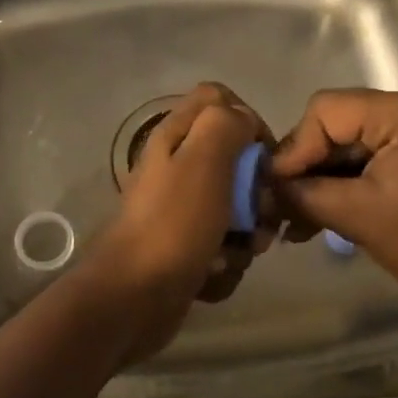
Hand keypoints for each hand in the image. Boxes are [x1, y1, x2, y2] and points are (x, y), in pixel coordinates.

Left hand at [99, 83, 275, 310]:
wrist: (134, 297)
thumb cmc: (173, 223)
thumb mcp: (203, 159)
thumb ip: (226, 124)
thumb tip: (243, 119)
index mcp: (176, 136)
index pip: (219, 100)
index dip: (247, 120)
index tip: (264, 155)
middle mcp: (177, 167)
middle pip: (234, 159)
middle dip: (256, 190)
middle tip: (260, 214)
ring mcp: (181, 210)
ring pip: (235, 207)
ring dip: (247, 233)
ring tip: (239, 251)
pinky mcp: (186, 247)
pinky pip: (224, 245)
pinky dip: (226, 261)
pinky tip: (215, 274)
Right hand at [268, 89, 397, 330]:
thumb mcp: (360, 216)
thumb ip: (305, 194)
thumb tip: (263, 187)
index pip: (327, 110)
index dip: (295, 148)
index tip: (274, 190)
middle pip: (337, 126)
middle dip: (305, 168)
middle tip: (277, 207)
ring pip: (349, 149)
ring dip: (320, 183)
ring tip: (293, 223)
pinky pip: (369, 166)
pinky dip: (344, 190)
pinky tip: (317, 222)